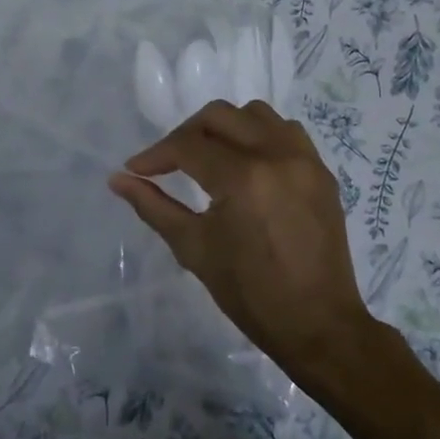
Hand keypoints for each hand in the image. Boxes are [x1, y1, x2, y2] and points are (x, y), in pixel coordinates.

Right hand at [108, 100, 387, 390]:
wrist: (318, 324)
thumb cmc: (250, 293)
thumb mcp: (194, 249)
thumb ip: (154, 207)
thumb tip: (117, 180)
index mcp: (243, 178)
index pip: (188, 146)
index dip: (156, 154)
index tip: (136, 169)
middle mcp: (276, 155)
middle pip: (219, 116)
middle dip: (186, 133)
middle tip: (169, 161)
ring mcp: (305, 160)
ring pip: (256, 114)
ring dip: (226, 126)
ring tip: (210, 156)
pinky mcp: (321, 171)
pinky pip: (287, 131)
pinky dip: (261, 135)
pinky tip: (248, 163)